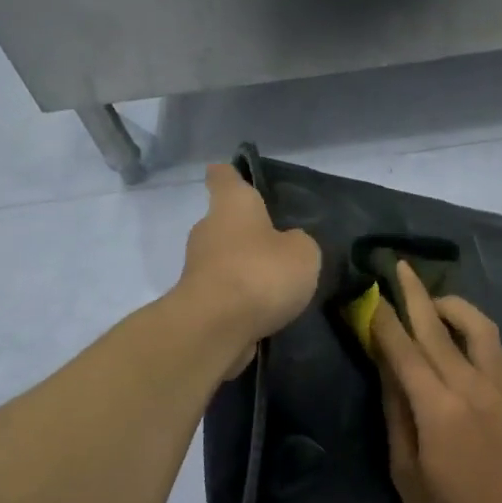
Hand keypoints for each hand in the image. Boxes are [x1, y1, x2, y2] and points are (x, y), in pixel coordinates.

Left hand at [178, 164, 320, 376]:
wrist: (215, 328)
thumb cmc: (260, 273)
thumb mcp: (303, 253)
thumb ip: (298, 243)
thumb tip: (286, 246)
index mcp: (232, 205)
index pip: (224, 177)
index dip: (230, 174)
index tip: (234, 174)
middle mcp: (209, 230)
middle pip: (225, 222)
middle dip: (247, 231)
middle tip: (278, 242)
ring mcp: (198, 267)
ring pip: (225, 259)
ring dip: (245, 267)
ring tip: (278, 283)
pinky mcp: (198, 302)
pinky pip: (225, 291)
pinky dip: (240, 297)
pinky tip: (264, 310)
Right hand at [370, 262, 501, 502]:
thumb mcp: (407, 472)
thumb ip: (397, 414)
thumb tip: (387, 369)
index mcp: (438, 407)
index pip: (403, 349)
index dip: (383, 320)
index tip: (367, 295)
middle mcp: (471, 385)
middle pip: (437, 327)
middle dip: (414, 295)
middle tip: (397, 267)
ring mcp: (499, 387)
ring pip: (477, 327)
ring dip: (451, 305)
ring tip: (430, 298)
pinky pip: (494, 346)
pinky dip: (474, 328)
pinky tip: (460, 331)